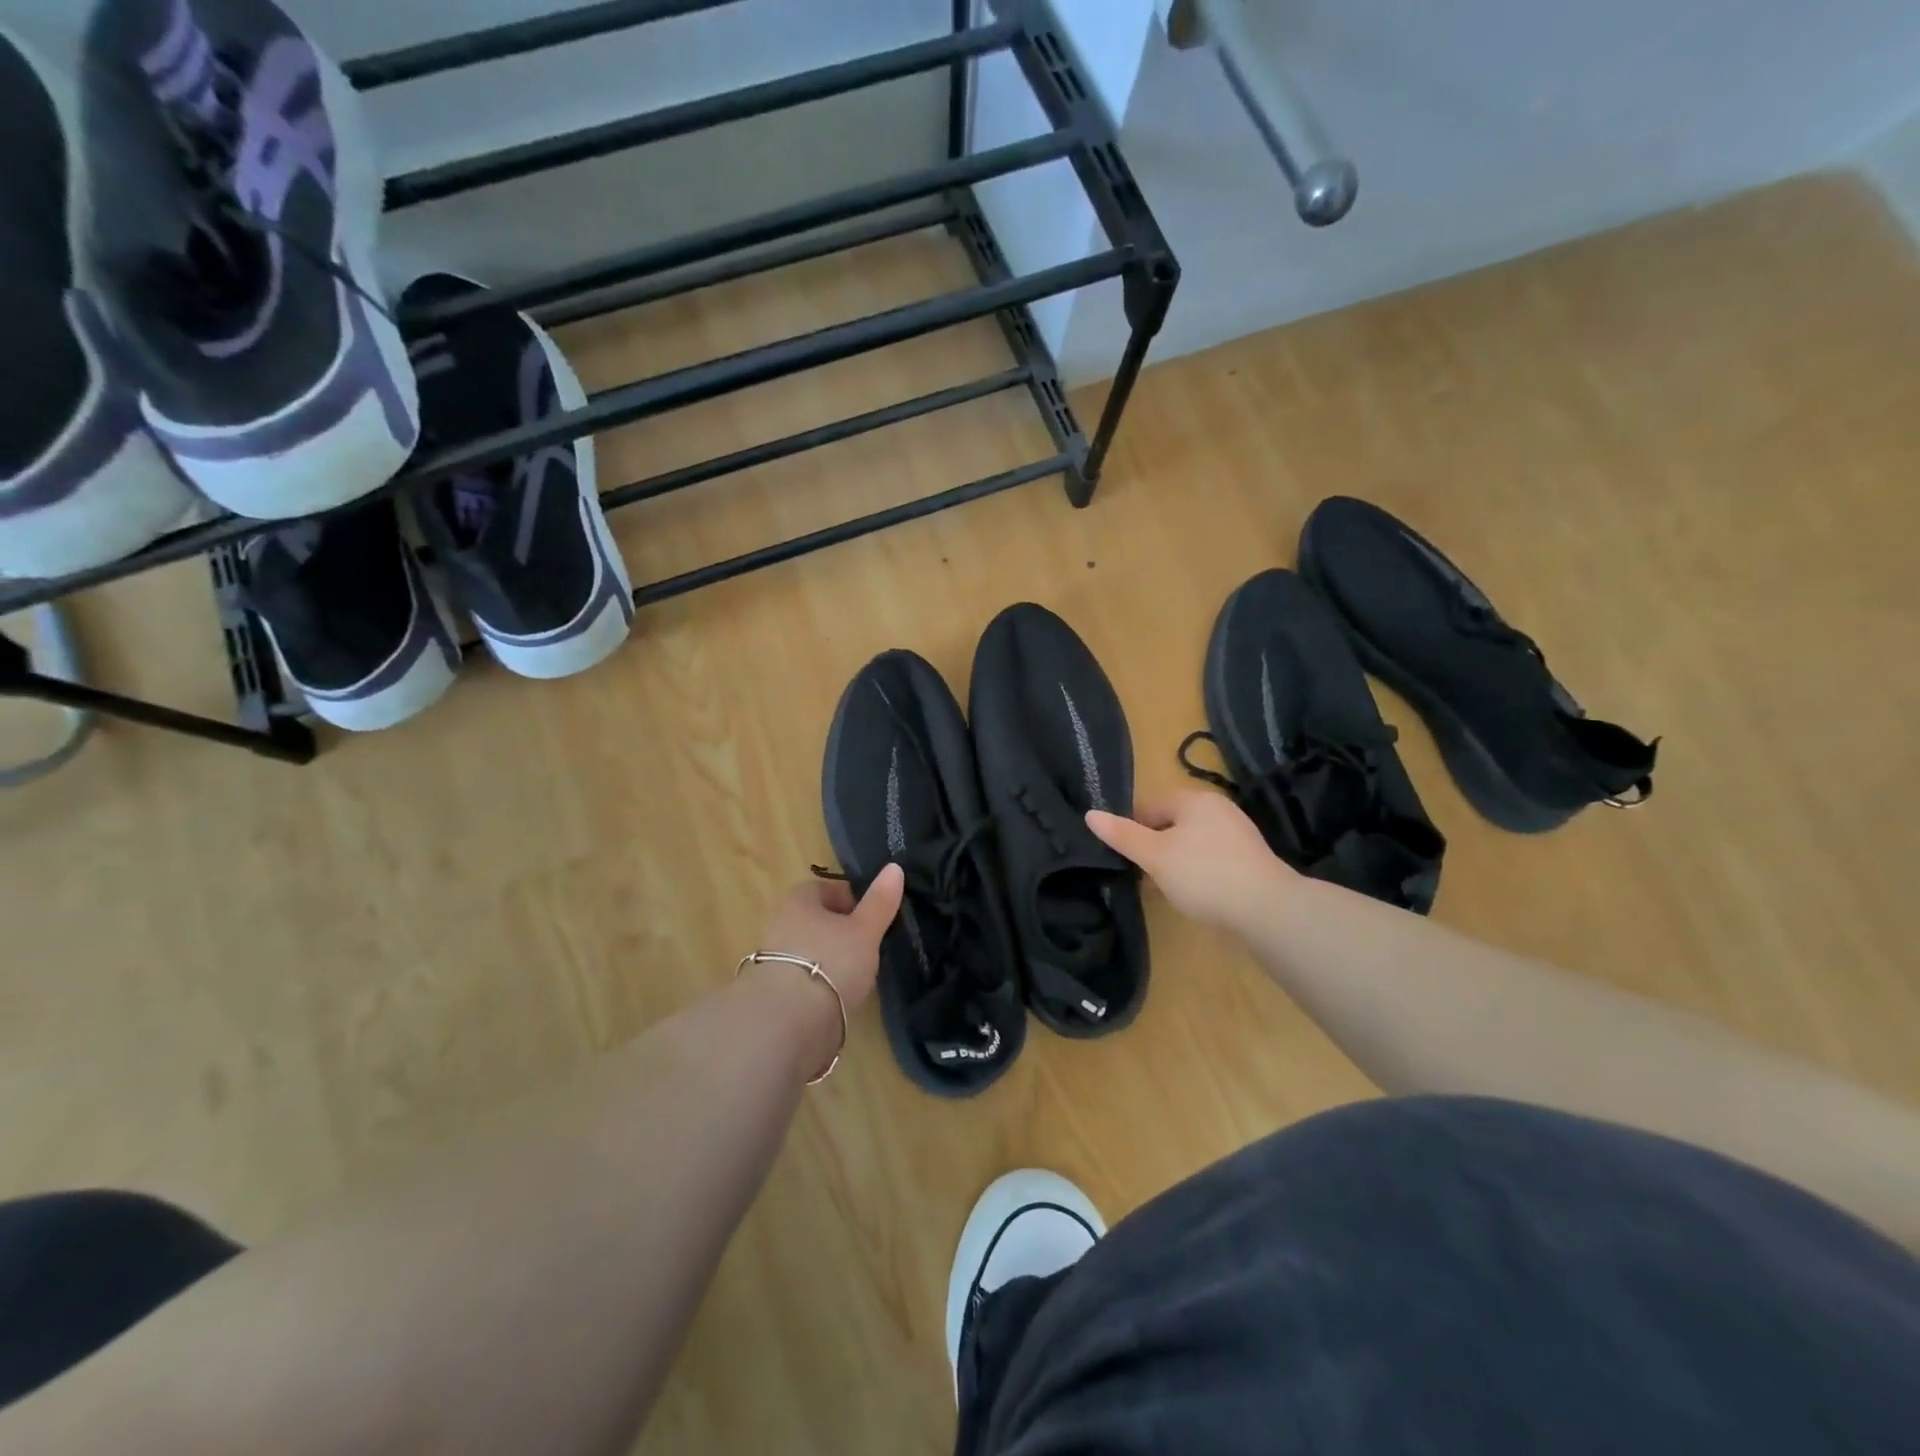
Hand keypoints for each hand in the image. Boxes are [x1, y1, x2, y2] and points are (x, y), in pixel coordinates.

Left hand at [754, 865, 904, 1011]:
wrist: (787, 1022)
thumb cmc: (831, 962)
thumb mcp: (865, 930)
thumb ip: (880, 901)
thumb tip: (894, 867)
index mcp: (798, 900)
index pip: (826, 889)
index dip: (852, 899)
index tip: (872, 918)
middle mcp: (779, 922)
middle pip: (817, 919)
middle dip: (841, 930)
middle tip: (867, 947)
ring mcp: (771, 958)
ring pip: (809, 949)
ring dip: (829, 958)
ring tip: (856, 976)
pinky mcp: (772, 991)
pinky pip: (802, 977)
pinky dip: (819, 983)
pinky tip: (836, 997)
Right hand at [1088, 791, 1294, 933]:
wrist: (1267, 910)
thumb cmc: (1203, 875)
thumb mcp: (1155, 856)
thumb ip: (1122, 835)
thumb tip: (1090, 814)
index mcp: (1195, 799)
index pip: (1150, 807)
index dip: (1132, 832)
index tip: (1125, 859)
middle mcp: (1219, 809)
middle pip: (1171, 825)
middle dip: (1154, 849)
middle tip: (1143, 876)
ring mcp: (1238, 835)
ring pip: (1191, 844)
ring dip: (1175, 863)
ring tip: (1166, 889)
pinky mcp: (1250, 861)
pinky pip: (1211, 860)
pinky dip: (1198, 873)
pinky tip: (1194, 895)